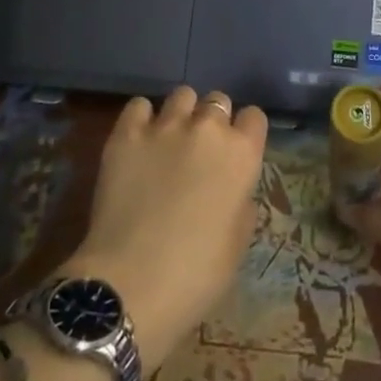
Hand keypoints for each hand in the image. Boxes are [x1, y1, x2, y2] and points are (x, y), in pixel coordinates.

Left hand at [69, 86, 266, 369]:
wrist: (132, 284)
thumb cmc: (196, 274)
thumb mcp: (238, 242)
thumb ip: (242, 201)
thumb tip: (233, 188)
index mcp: (242, 154)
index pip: (254, 116)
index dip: (245, 133)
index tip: (236, 153)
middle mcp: (208, 128)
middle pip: (218, 101)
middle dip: (213, 120)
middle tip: (200, 151)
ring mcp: (165, 126)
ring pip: (182, 96)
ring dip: (181, 114)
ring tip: (169, 141)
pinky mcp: (126, 134)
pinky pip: (138, 105)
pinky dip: (142, 118)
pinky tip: (139, 141)